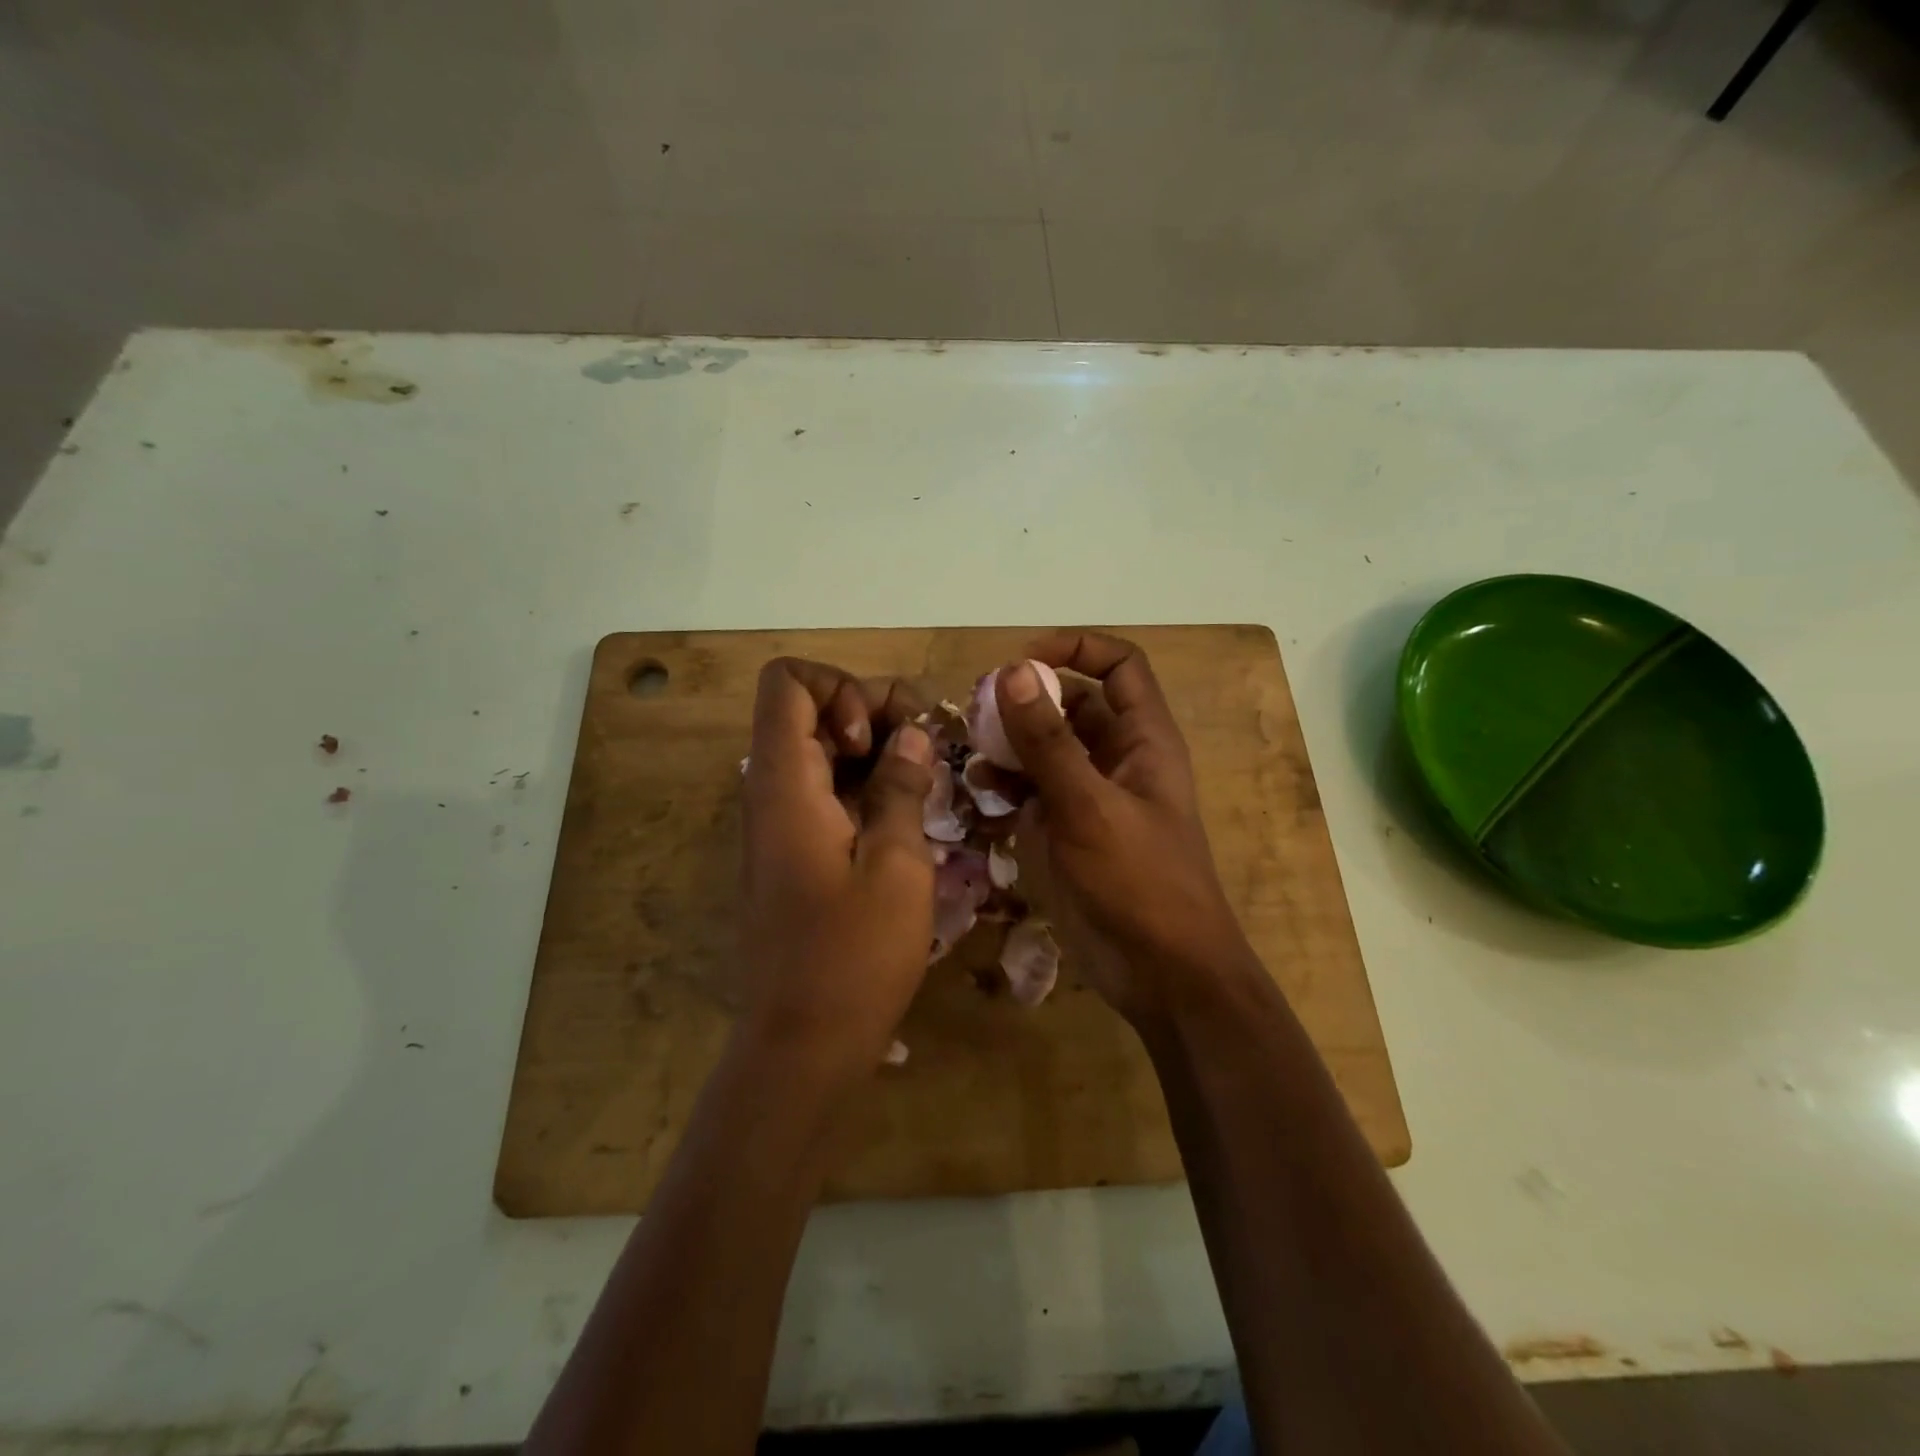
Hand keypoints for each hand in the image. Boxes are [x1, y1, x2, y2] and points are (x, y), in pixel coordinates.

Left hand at [739, 658, 935, 1075]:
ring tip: (927, 780)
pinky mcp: (793, 852)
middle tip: (926, 749)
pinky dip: (866, 785)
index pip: (789, 682)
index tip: (877, 737)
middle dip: (873, 712)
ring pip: (821, 750)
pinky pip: (826, 791)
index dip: (841, 687)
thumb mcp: (896, 866)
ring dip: (875, 751)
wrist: (801, 1045)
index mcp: (784, 784)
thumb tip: (912, 736)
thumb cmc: (853, 957)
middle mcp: (770, 792)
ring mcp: (779, 824)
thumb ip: (902, 788)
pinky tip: (908, 814)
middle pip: (810, 710)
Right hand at [996, 632, 1252, 1025]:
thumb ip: (1048, 740)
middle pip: (1072, 704)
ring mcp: (1089, 798)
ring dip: (1010, 746)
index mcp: (1143, 739)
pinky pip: (1032, 793)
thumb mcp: (1090, 806)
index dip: (1075, 648)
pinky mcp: (1067, 833)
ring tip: (972, 754)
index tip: (1021, 660)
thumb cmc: (1140, 882)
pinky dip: (1006, 788)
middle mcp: (1117, 759)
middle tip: (977, 712)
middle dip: (1027, 701)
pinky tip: (980, 796)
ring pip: (1045, 750)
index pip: (1118, 665)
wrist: (1162, 974)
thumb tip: (1012, 671)